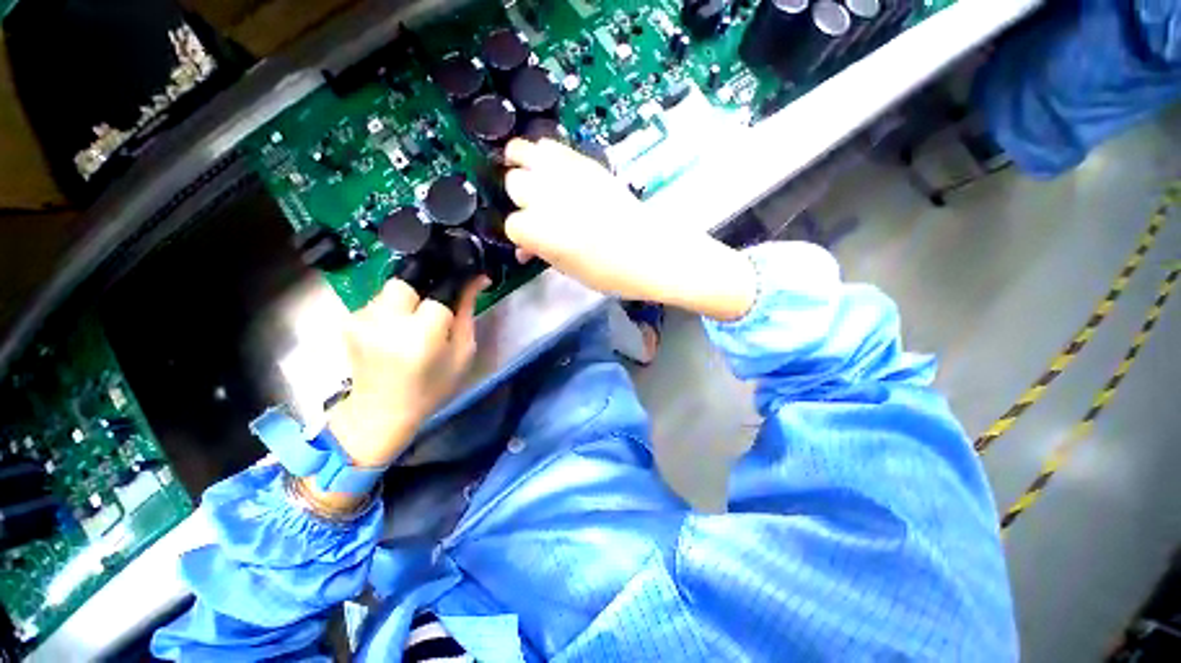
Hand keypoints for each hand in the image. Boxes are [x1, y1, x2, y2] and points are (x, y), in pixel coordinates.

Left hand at [303, 276, 487, 509]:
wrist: (381, 412)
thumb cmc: (431, 387)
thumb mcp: (461, 353)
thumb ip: (467, 312)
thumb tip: (477, 278)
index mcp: (421, 334)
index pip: (440, 293)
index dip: (451, 297)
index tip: (455, 305)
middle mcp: (386, 321)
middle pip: (406, 281)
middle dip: (422, 292)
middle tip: (428, 315)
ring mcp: (361, 320)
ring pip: (390, 289)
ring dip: (405, 301)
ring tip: (409, 327)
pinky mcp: (348, 322)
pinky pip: (376, 301)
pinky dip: (389, 311)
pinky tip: (392, 333)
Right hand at [503, 139, 756, 320]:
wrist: (652, 252)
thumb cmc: (610, 273)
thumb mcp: (568, 270)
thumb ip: (541, 252)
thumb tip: (525, 247)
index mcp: (541, 230)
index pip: (511, 224)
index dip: (520, 234)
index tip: (531, 243)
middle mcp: (548, 196)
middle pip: (514, 183)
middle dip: (520, 198)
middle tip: (534, 210)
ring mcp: (567, 174)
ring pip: (525, 151)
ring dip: (523, 164)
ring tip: (532, 178)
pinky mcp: (587, 163)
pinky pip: (553, 146)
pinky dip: (545, 155)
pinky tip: (553, 171)